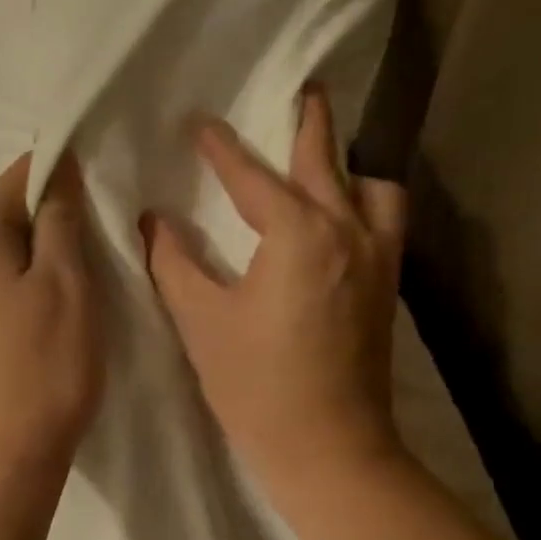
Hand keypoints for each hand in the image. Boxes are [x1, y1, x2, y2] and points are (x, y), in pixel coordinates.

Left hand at [0, 151, 103, 495]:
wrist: (3, 456)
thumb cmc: (44, 366)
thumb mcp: (67, 283)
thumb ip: (60, 218)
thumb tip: (57, 170)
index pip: (19, 175)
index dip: (64, 173)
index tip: (103, 190)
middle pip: (6, 215)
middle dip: (52, 220)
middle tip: (99, 247)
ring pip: (0, 254)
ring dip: (38, 258)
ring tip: (77, 286)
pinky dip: (20, 288)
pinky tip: (45, 316)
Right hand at [142, 87, 406, 495]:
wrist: (328, 448)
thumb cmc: (256, 388)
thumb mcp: (201, 324)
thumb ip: (174, 264)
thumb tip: (153, 222)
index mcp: (298, 235)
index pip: (253, 176)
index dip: (222, 148)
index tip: (200, 123)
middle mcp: (348, 232)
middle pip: (327, 159)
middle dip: (309, 122)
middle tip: (299, 91)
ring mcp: (377, 259)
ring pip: (373, 188)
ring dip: (348, 169)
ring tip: (321, 171)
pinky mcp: (387, 288)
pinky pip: (385, 222)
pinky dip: (365, 205)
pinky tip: (339, 225)